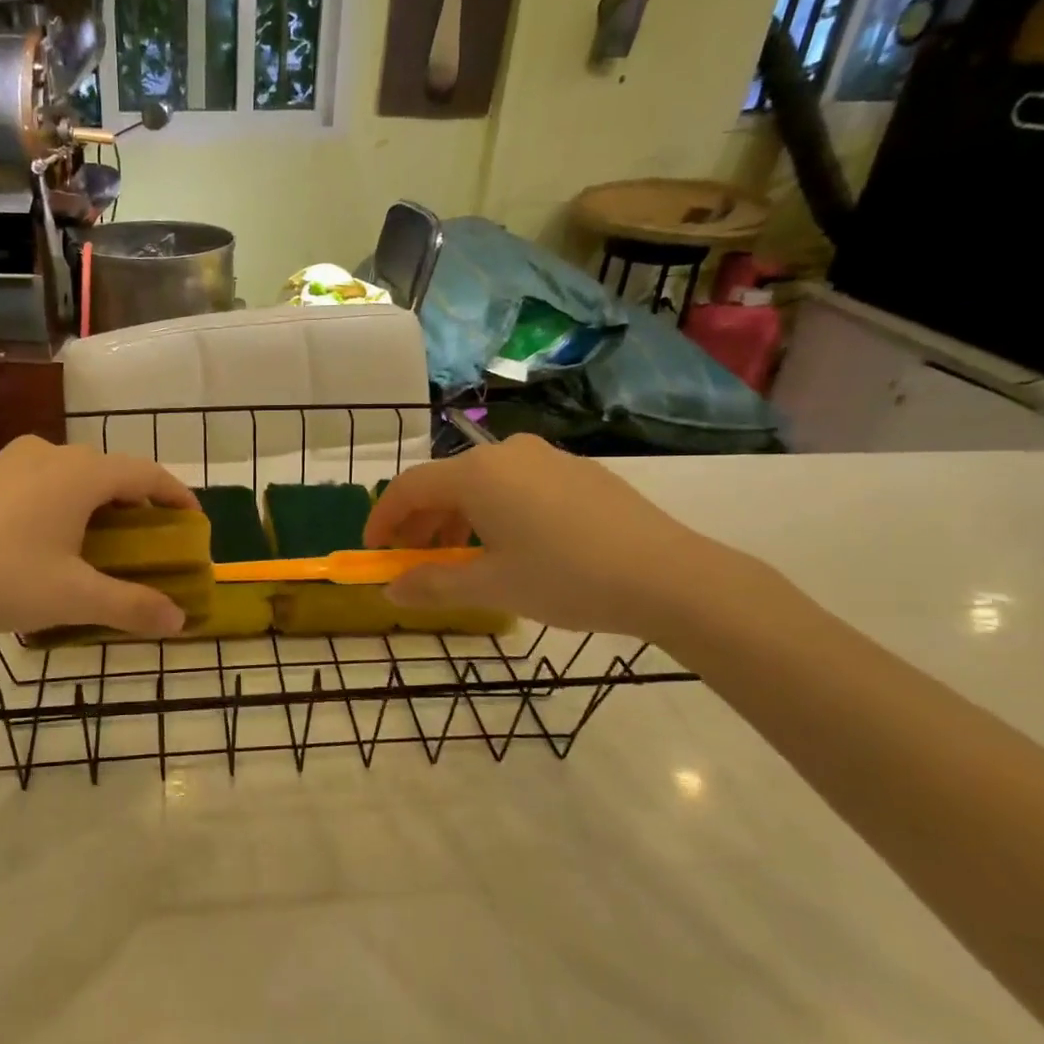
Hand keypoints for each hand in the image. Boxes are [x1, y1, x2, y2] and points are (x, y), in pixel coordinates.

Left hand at [0, 437, 198, 640]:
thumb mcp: (73, 597)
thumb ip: (131, 607)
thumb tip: (179, 621)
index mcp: (81, 474)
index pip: (146, 474)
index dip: (176, 496)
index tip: (194, 522)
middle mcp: (50, 454)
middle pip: (110, 472)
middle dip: (136, 504)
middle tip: (147, 541)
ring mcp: (11, 462)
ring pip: (72, 475)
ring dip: (97, 503)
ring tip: (100, 543)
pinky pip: (40, 482)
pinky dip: (62, 504)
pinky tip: (47, 541)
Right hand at [363, 434, 731, 639]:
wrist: (670, 577)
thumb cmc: (566, 578)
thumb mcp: (491, 587)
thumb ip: (432, 585)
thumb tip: (390, 590)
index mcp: (476, 474)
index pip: (408, 488)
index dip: (382, 519)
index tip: (373, 551)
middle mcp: (506, 453)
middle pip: (443, 483)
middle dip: (419, 523)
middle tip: (413, 562)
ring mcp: (545, 458)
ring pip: (480, 484)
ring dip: (456, 520)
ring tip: (459, 561)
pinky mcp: (577, 471)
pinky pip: (515, 486)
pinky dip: (493, 513)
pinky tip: (509, 547)